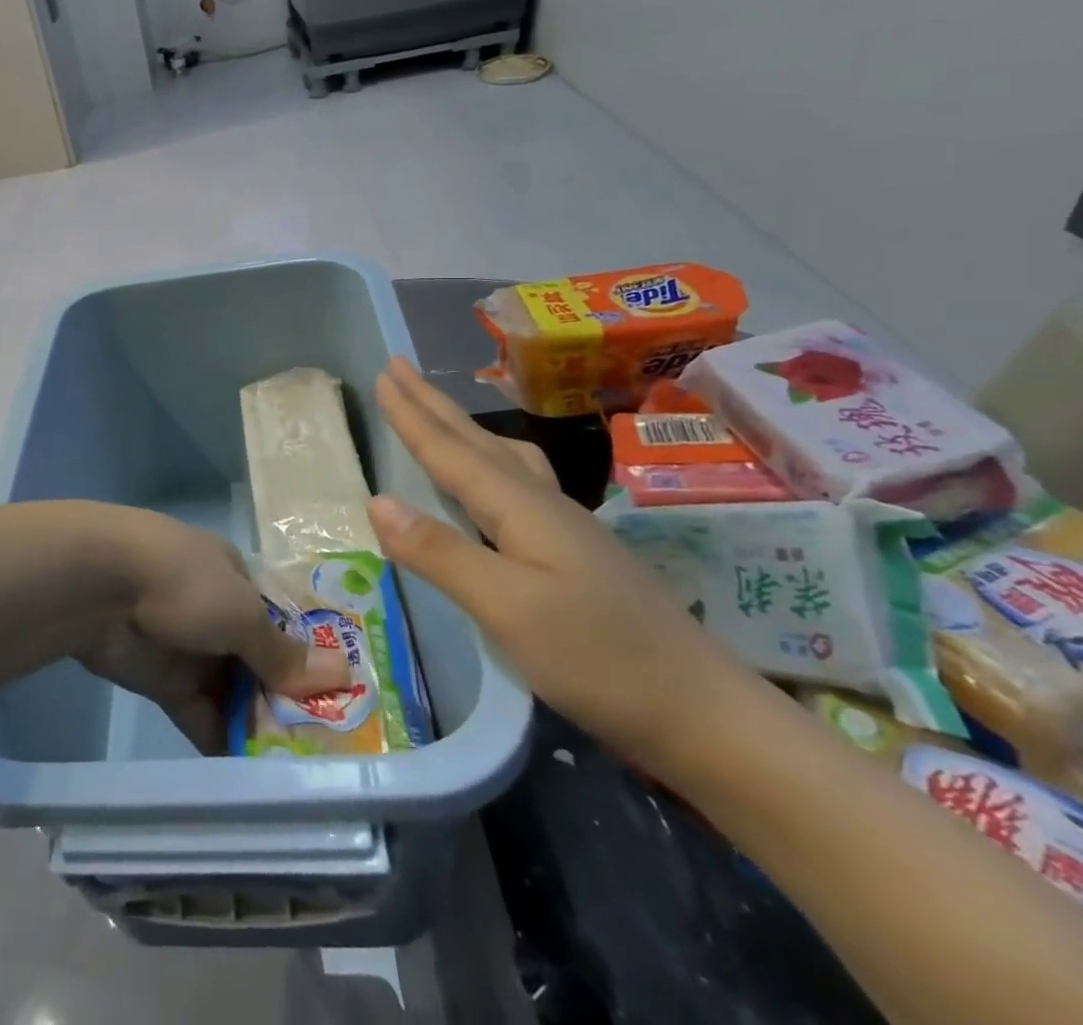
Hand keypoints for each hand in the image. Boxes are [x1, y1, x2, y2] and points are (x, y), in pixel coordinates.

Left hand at [79, 510, 348, 753]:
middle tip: (331, 751)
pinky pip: (203, 715)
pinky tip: (255, 781)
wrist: (101, 585)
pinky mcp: (164, 683)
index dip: (312, 657)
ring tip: (302, 776)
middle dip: (289, 700)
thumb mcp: (243, 613)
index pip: (285, 622)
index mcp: (239, 580)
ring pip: (234, 692)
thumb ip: (284, 652)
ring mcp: (191, 649)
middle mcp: (218, 612)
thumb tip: (343, 674)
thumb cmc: (184, 582)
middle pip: (262, 661)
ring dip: (259, 727)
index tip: (346, 700)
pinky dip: (224, 741)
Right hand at [365, 358, 756, 776]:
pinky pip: (517, 483)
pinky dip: (488, 463)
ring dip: (462, 429)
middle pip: (476, 442)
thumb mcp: (506, 608)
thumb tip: (376, 501)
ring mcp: (565, 527)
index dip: (413, 416)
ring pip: (502, 458)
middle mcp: (542, 503)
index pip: (451, 452)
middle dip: (432, 405)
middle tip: (399, 369)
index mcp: (521, 507)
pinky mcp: (577, 552)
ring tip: (438, 413)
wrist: (706, 713)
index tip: (383, 375)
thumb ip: (440, 552)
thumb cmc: (599, 657)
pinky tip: (494, 483)